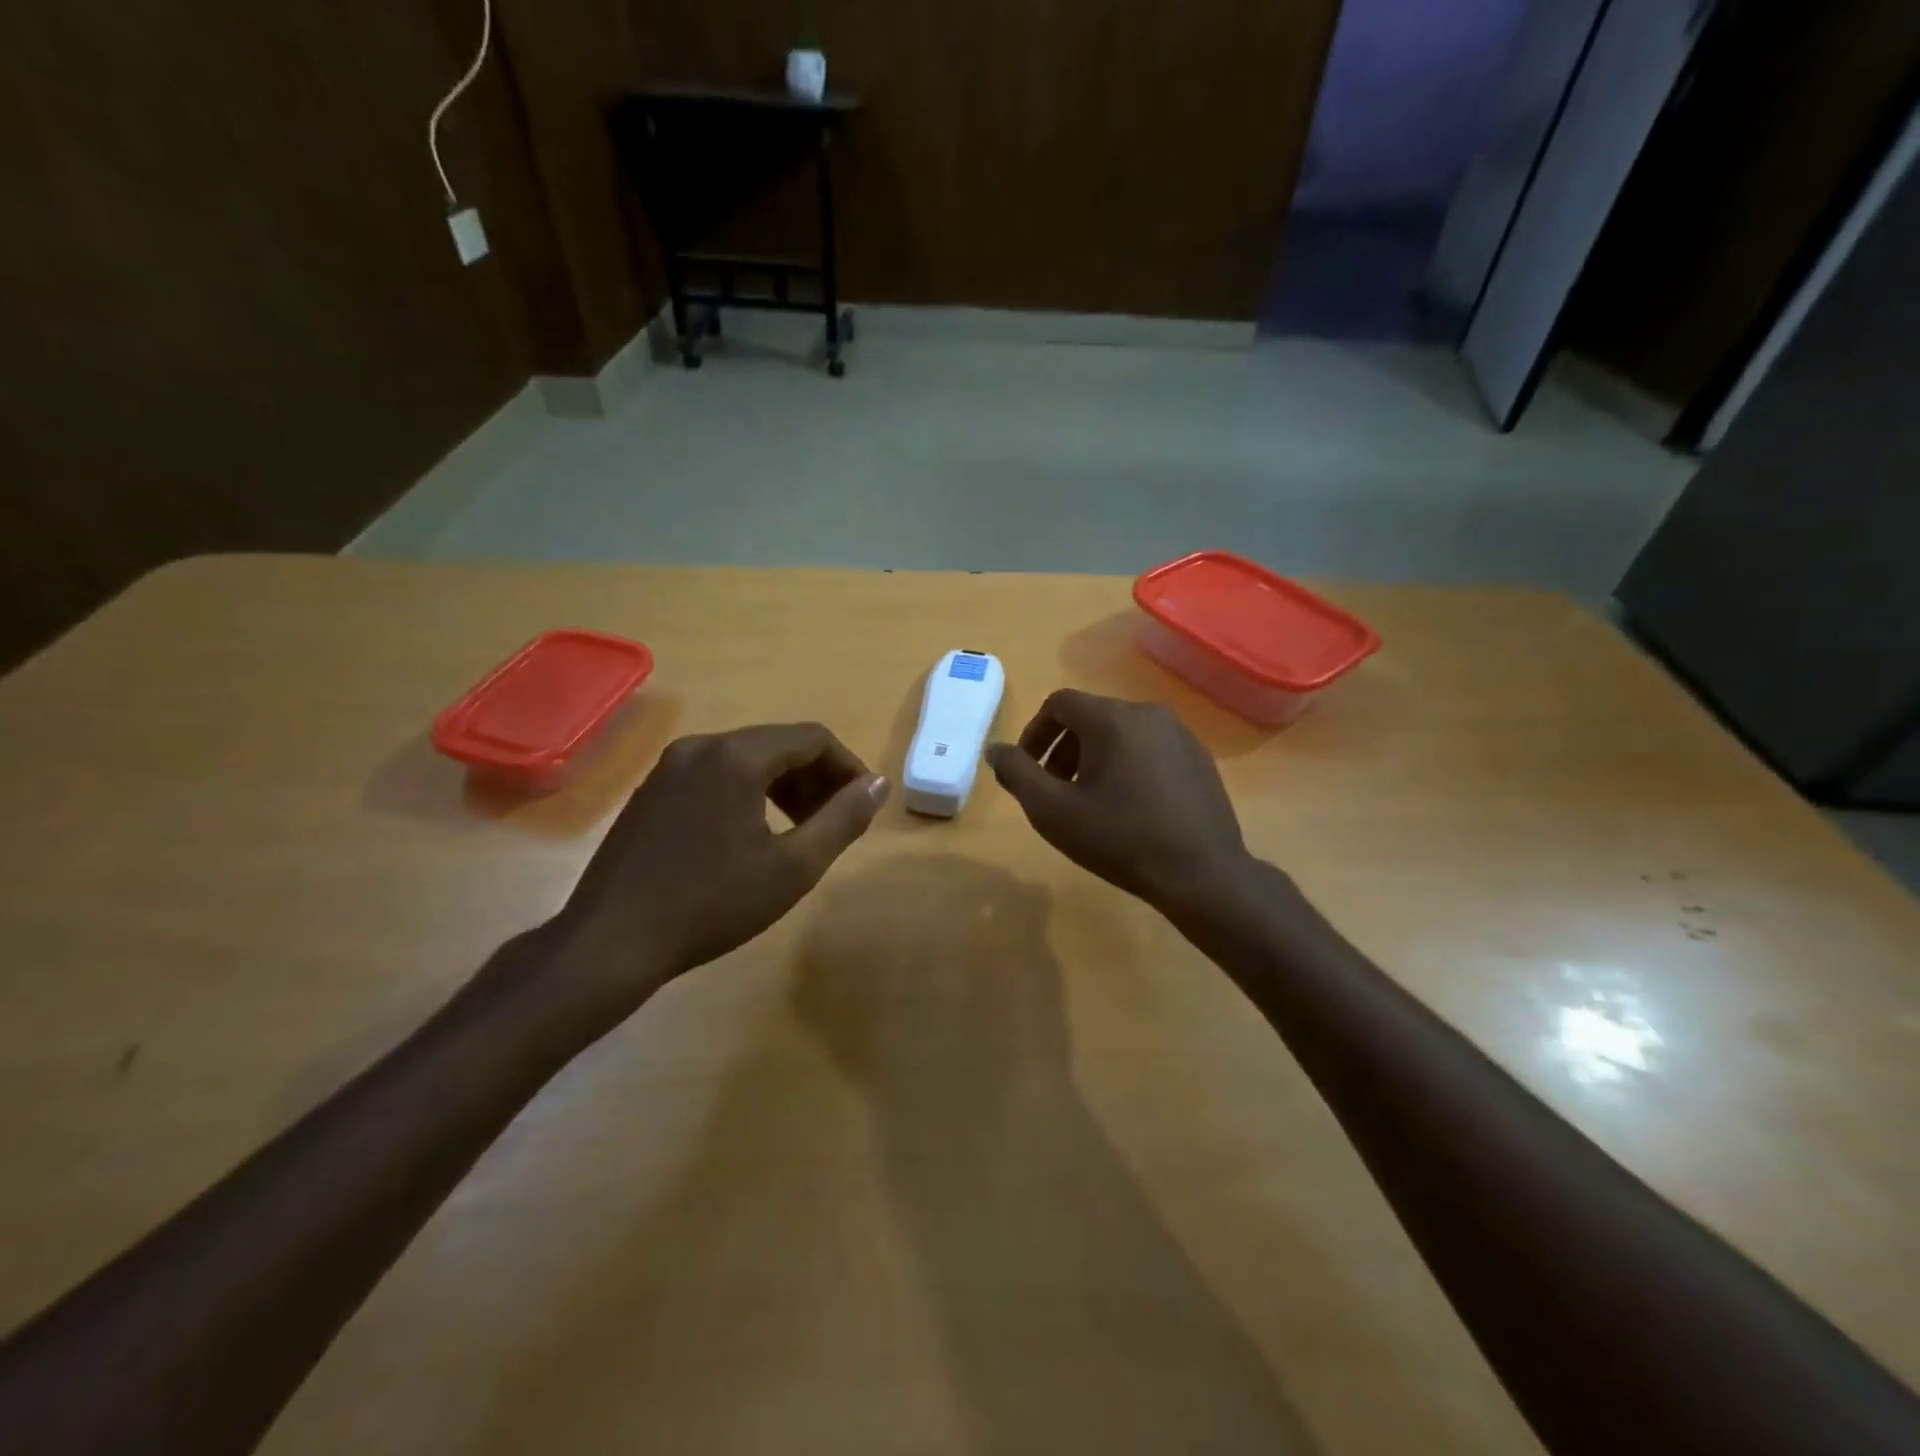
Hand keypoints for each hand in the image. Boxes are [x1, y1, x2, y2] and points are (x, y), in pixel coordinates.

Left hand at [508, 723, 887, 1038]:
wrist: (611, 941)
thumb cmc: (711, 904)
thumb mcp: (793, 867)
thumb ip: (843, 819)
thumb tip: (877, 785)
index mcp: (737, 756)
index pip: (813, 738)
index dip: (848, 767)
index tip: (864, 804)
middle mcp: (703, 745)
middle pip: (779, 744)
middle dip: (817, 777)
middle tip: (836, 821)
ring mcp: (670, 765)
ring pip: (747, 759)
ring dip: (785, 785)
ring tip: (802, 830)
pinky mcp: (652, 789)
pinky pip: (716, 774)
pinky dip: (749, 792)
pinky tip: (754, 834)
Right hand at [986, 690, 1252, 913]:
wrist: (1202, 874)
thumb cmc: (1120, 839)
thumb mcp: (1053, 811)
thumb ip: (1017, 773)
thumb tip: (995, 750)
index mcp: (1112, 718)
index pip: (1059, 704)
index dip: (1034, 733)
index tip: (1028, 770)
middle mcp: (1148, 713)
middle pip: (1090, 717)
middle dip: (1063, 749)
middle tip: (1055, 790)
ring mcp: (1180, 733)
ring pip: (1121, 732)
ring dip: (1094, 757)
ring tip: (1091, 800)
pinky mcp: (1199, 756)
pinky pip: (1149, 747)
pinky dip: (1127, 764)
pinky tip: (1130, 806)